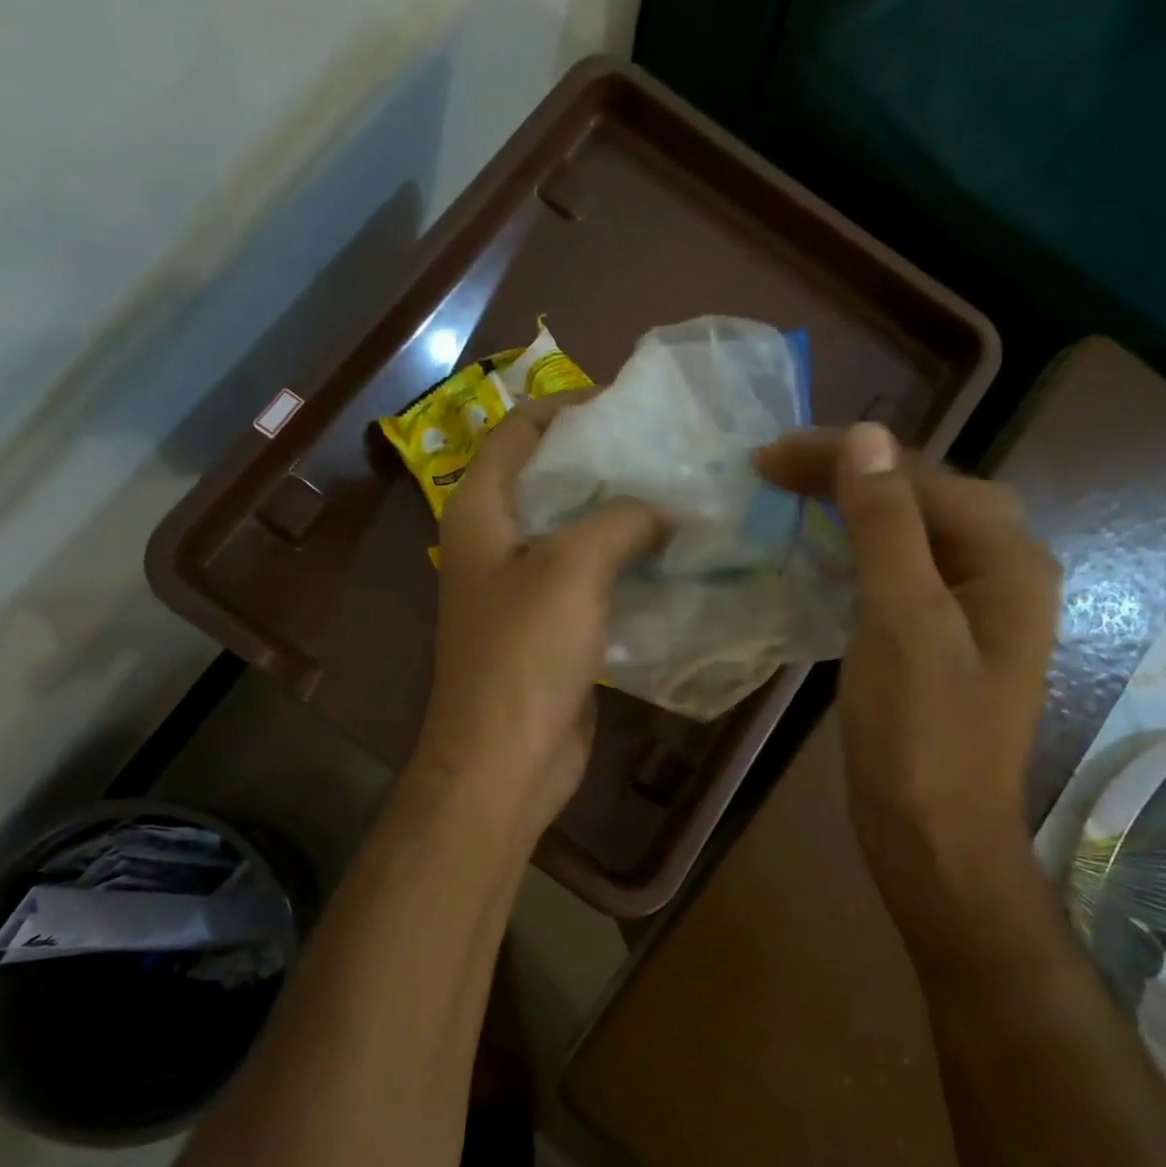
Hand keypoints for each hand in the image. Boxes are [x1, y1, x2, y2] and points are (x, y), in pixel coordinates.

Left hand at [412, 396, 662, 844]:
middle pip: (552, 478)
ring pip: (576, 531)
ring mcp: (522, 586)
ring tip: (685, 498)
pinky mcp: (550, 626)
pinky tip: (675, 557)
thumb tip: (664, 508)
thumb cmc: (525, 652)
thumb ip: (622, 518)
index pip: (519, 430)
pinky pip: (591, 579)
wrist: (506, 757)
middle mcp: (495, 541)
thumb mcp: (573, 565)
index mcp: (480, 510)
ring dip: (624, 517)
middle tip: (672, 454)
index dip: (569, 409)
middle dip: (608, 463)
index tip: (632, 409)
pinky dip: (627, 564)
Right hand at [757, 424, 1061, 876]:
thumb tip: (865, 437)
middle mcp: (1000, 574)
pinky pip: (896, 575)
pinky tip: (816, 558)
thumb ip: (887, 527)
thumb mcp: (903, 622)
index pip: (921, 478)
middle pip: (920, 497)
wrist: (933, 840)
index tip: (767, 458)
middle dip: (846, 475)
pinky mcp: (938, 641)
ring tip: (786, 500)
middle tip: (771, 472)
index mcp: (1008, 560)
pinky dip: (853, 555)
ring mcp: (971, 611)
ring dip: (847, 511)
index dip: (844, 458)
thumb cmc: (921, 736)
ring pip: (906, 535)